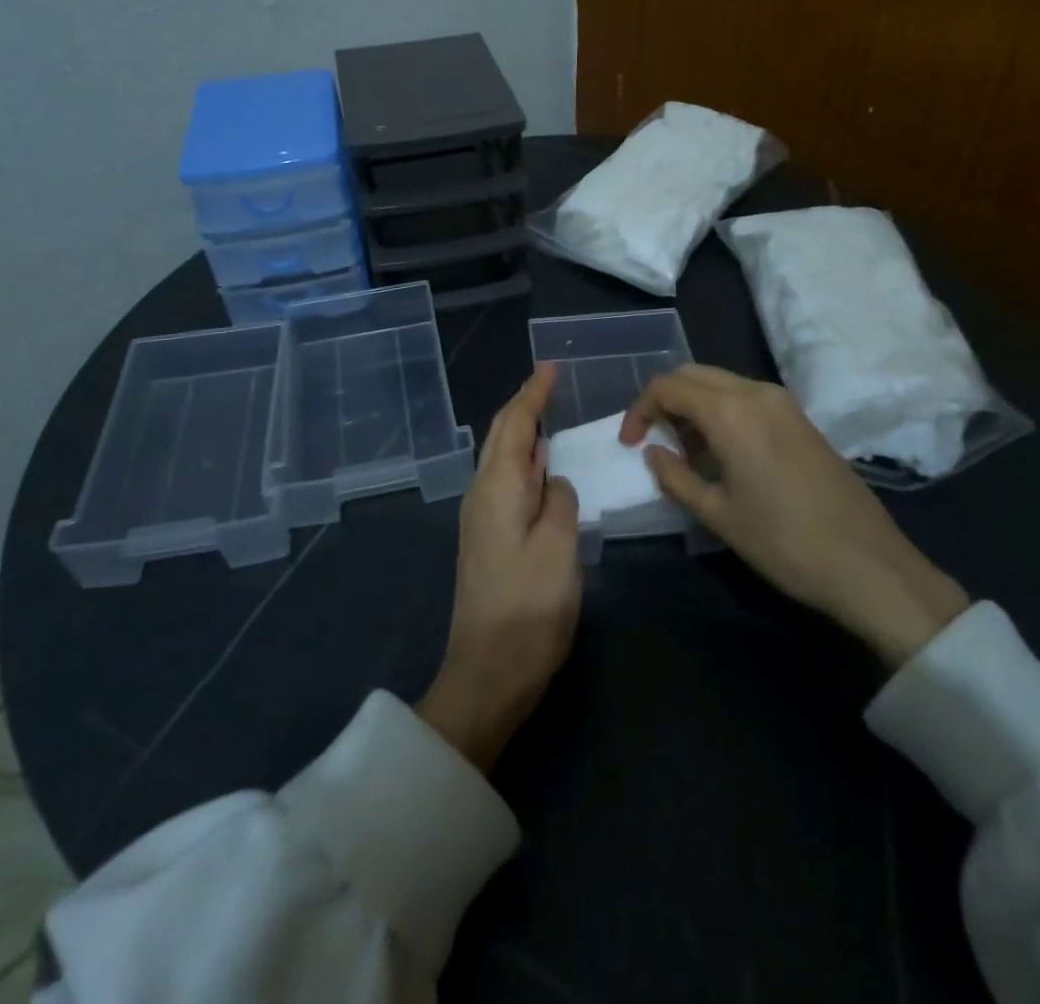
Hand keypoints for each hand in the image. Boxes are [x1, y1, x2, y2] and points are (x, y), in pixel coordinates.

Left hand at [417, 364, 581, 771]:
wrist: (488, 672)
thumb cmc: (528, 607)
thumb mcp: (558, 548)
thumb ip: (559, 501)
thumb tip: (553, 480)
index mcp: (497, 488)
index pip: (514, 425)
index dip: (533, 394)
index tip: (550, 367)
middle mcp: (481, 495)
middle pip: (500, 437)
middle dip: (523, 406)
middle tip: (550, 383)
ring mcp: (480, 519)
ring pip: (501, 459)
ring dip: (522, 433)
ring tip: (548, 416)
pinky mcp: (487, 541)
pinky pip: (505, 483)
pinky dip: (523, 463)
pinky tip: (541, 469)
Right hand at [622, 365, 967, 668]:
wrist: (868, 564)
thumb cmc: (784, 542)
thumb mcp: (718, 514)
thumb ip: (675, 476)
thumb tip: (653, 453)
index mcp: (731, 412)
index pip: (668, 387)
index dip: (640, 410)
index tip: (630, 444)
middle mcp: (756, 393)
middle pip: (693, 375)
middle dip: (664, 401)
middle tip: (652, 441)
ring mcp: (783, 403)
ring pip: (721, 383)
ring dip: (693, 406)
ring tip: (683, 452)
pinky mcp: (800, 419)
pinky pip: (746, 398)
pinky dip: (721, 412)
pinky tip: (720, 452)